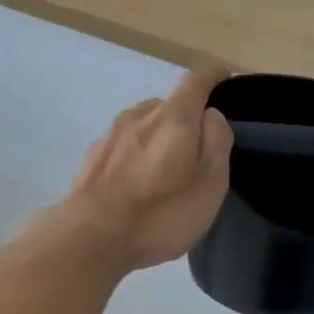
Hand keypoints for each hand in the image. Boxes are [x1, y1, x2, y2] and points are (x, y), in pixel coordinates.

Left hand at [58, 66, 234, 270]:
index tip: (225, 77)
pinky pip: (124, 145)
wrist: (89, 238)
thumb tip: (211, 115)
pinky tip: (138, 184)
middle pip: (169, 104)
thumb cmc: (160, 212)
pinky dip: (137, 155)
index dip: (214, 75)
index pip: (197, 80)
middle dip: (187, 118)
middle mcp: (139, 115)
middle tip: (199, 149)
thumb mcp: (210, 182)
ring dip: (159, 137)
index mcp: (173, 116)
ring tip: (167, 170)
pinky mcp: (91, 158)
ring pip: (144, 124)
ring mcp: (110, 135)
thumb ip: (216, 142)